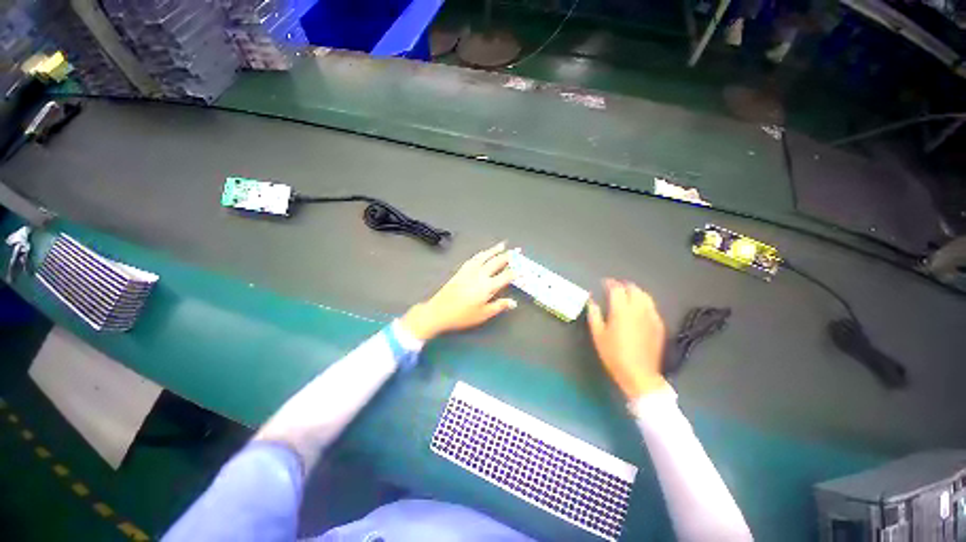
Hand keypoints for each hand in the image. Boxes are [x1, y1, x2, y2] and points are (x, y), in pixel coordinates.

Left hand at [401, 242, 516, 340]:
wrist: (439, 311)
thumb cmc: (462, 316)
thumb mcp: (483, 314)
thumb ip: (499, 306)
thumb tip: (513, 302)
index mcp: (488, 286)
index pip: (506, 276)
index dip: (516, 273)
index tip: (524, 270)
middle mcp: (480, 275)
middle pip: (497, 262)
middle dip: (509, 256)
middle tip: (517, 251)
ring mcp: (470, 270)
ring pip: (485, 256)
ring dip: (495, 250)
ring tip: (503, 245)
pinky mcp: (461, 270)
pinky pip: (474, 258)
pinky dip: (481, 254)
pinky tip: (484, 253)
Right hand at [587, 279, 667, 399]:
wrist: (639, 374)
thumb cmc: (614, 354)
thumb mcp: (598, 335)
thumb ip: (594, 314)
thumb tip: (591, 301)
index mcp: (621, 310)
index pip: (617, 289)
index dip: (610, 283)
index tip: (604, 282)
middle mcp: (638, 309)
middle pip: (633, 289)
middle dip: (623, 285)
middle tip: (615, 287)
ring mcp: (651, 316)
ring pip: (645, 296)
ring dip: (635, 291)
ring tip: (627, 294)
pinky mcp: (659, 325)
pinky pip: (652, 306)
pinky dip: (644, 302)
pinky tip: (638, 308)